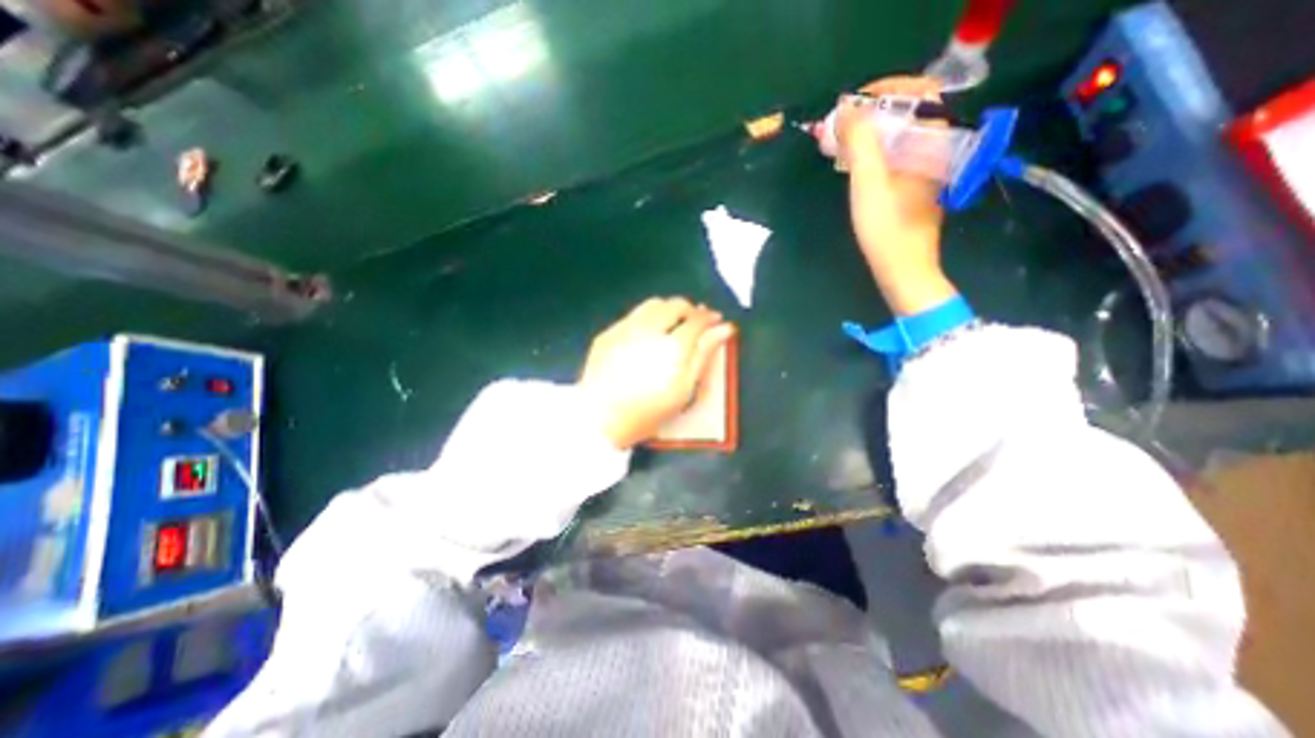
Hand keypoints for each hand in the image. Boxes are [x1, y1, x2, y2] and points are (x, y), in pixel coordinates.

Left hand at [579, 294, 733, 446]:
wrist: (598, 420)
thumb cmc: (647, 412)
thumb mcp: (684, 390)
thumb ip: (704, 355)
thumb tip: (724, 329)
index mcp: (673, 346)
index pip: (698, 319)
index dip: (710, 318)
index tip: (715, 321)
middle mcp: (649, 329)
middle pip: (676, 304)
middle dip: (690, 310)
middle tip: (695, 324)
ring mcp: (625, 328)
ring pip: (653, 304)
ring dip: (668, 309)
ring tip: (672, 325)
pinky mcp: (608, 333)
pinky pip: (633, 315)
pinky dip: (647, 318)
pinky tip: (646, 335)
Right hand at [831, 75, 958, 312]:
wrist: (902, 269)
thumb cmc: (886, 227)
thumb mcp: (868, 181)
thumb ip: (860, 141)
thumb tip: (846, 109)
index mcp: (932, 142)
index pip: (919, 93)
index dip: (886, 91)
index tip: (853, 104)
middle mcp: (934, 151)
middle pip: (907, 115)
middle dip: (872, 114)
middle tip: (840, 125)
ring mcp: (924, 172)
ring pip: (899, 138)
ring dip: (870, 135)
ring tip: (840, 143)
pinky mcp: (912, 190)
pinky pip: (894, 158)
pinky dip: (873, 154)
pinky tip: (853, 166)